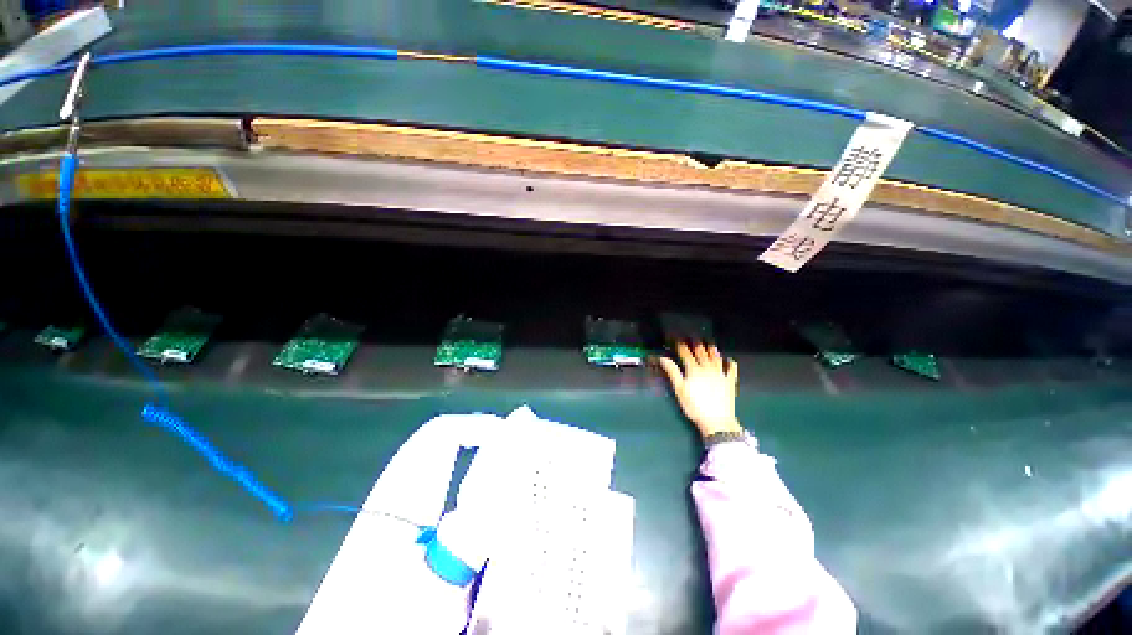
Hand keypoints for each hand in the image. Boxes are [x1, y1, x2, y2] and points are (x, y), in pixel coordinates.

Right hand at [658, 342, 741, 437]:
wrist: (717, 420)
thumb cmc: (694, 406)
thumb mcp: (679, 389)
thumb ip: (672, 372)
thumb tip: (663, 358)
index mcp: (693, 369)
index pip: (686, 353)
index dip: (681, 345)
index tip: (677, 339)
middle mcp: (707, 368)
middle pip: (701, 352)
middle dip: (696, 343)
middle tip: (693, 337)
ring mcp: (720, 374)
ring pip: (716, 357)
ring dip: (712, 349)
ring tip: (709, 343)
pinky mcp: (730, 381)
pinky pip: (731, 369)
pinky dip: (730, 362)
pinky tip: (729, 359)